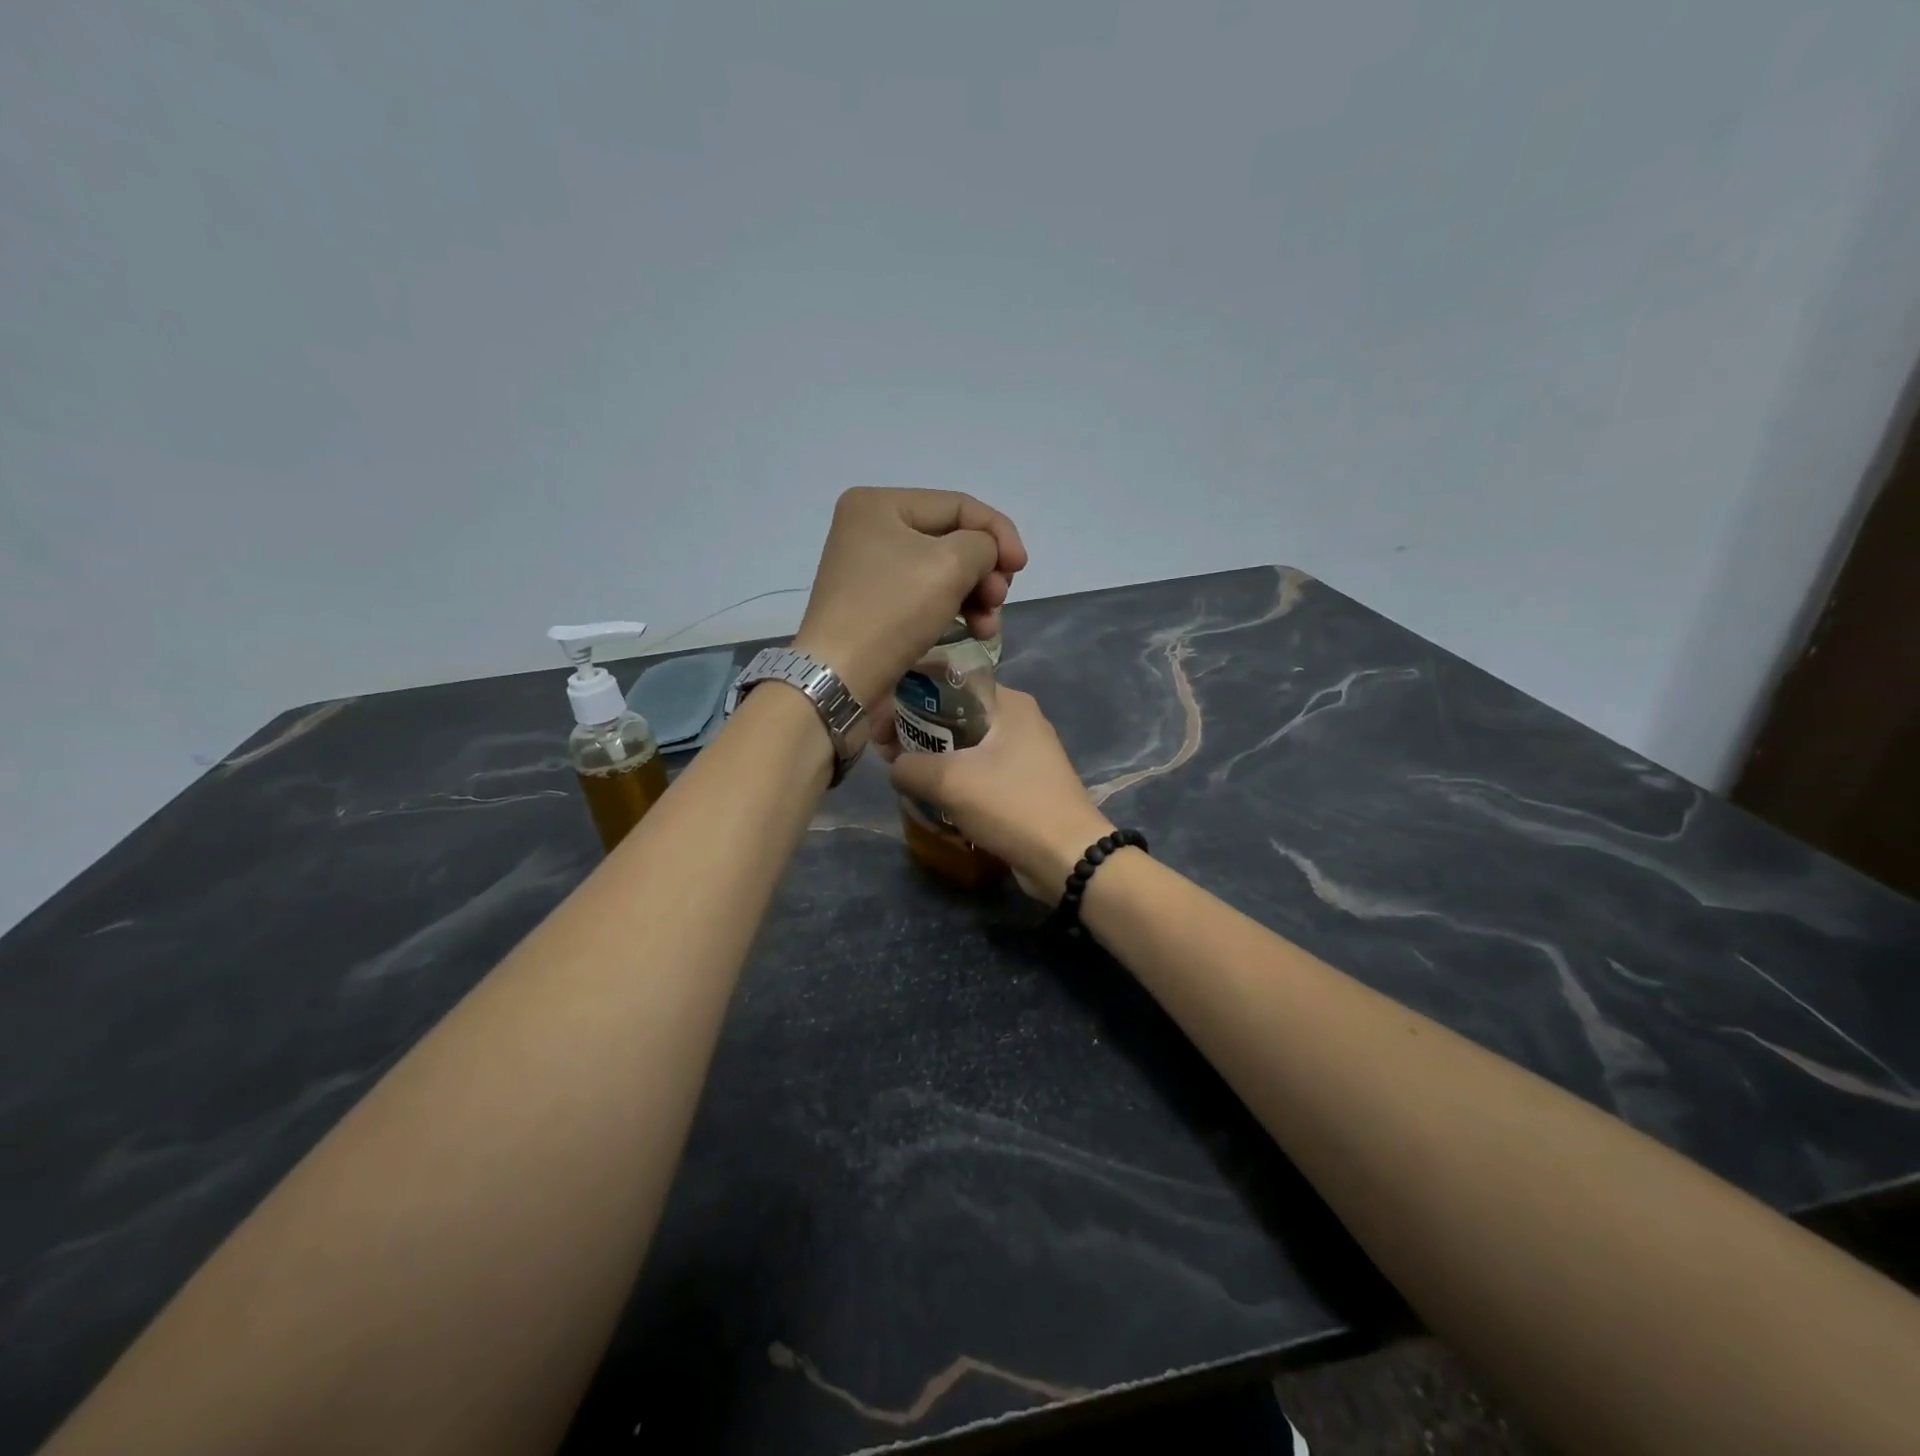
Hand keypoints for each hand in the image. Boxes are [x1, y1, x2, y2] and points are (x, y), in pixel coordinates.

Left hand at [790, 488, 1027, 708]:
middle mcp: (870, 530)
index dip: (998, 533)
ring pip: (943, 572)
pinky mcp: (876, 605)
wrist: (841, 677)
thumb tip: (985, 555)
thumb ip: (983, 545)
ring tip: (988, 626)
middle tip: (998, 600)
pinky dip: (954, 610)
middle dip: (985, 570)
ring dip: (976, 596)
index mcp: (879, 504)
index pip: (958, 505)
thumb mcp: (950, 564)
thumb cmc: (893, 610)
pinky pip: (926, 596)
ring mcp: (871, 570)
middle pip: (951, 539)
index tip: (1021, 568)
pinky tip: (974, 631)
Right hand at [882, 688, 1113, 902]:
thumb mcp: (948, 781)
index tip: (881, 725)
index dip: (907, 697)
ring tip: (905, 778)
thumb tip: (897, 768)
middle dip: (916, 730)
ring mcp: (1026, 753)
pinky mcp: (1026, 784)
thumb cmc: (1010, 804)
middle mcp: (1019, 719)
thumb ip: (909, 766)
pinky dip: (955, 779)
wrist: (1067, 857)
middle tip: (887, 754)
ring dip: (933, 758)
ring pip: (966, 745)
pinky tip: (934, 797)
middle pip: (954, 713)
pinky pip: (980, 771)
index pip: (947, 681)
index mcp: (1008, 702)